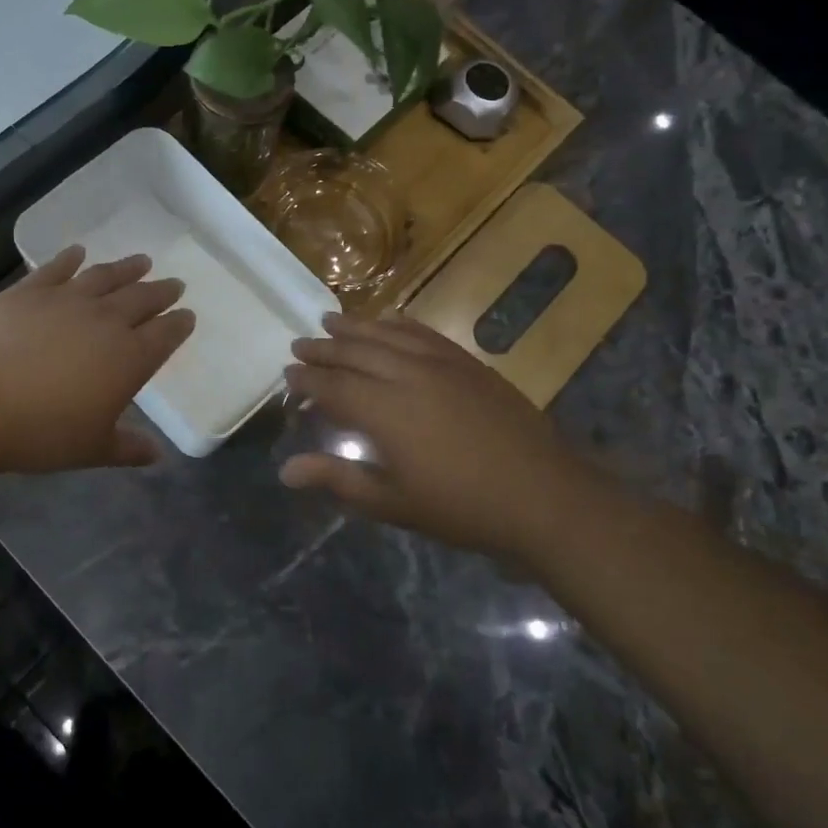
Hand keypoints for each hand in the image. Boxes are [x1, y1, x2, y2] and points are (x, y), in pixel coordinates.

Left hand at [0, 246, 193, 473]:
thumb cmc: (42, 433)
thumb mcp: (92, 448)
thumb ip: (127, 448)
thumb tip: (157, 455)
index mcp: (129, 359)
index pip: (164, 336)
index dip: (179, 325)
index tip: (188, 315)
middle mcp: (105, 322)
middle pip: (141, 300)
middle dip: (161, 292)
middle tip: (174, 283)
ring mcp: (66, 301)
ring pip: (105, 278)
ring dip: (126, 268)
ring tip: (142, 260)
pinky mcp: (28, 292)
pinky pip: (56, 269)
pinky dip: (69, 259)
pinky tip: (77, 252)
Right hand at [280, 313, 594, 558]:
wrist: (541, 496)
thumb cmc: (460, 508)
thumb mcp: (391, 502)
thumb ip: (337, 478)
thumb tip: (285, 470)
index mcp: (384, 411)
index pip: (333, 387)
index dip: (307, 381)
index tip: (287, 376)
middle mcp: (408, 376)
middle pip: (355, 352)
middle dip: (324, 348)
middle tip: (299, 345)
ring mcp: (442, 364)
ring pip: (388, 335)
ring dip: (356, 326)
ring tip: (330, 318)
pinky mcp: (469, 364)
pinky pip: (425, 333)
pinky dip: (400, 324)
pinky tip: (389, 319)